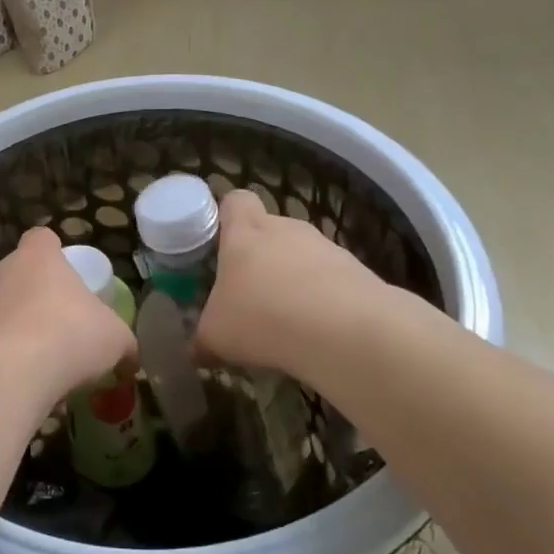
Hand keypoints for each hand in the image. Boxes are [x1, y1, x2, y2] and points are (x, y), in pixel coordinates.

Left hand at [0, 226, 137, 400]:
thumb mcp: (115, 339)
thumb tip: (130, 358)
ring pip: (1, 311)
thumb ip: (122, 343)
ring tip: (43, 364)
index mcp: (37, 257)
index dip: (55, 252)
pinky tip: (22, 384)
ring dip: (19, 330)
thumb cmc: (69, 336)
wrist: (8, 372)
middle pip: (20, 275)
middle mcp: (1, 272)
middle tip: (62, 327)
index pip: (42, 238)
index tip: (68, 275)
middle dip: (38, 298)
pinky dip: (3, 359)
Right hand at [195, 188, 392, 377]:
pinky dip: (322, 300)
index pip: (235, 200)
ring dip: (292, 280)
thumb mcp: (216, 336)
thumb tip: (194, 352)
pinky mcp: (358, 271)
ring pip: (301, 255)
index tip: (218, 243)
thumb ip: (202, 339)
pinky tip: (317, 331)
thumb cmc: (263, 318)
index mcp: (245, 232)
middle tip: (247, 293)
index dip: (225, 216)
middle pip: (269, 229)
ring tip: (285, 320)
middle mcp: (286, 229)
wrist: (347, 332)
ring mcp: (326, 247)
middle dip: (258, 257)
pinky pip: (330, 279)